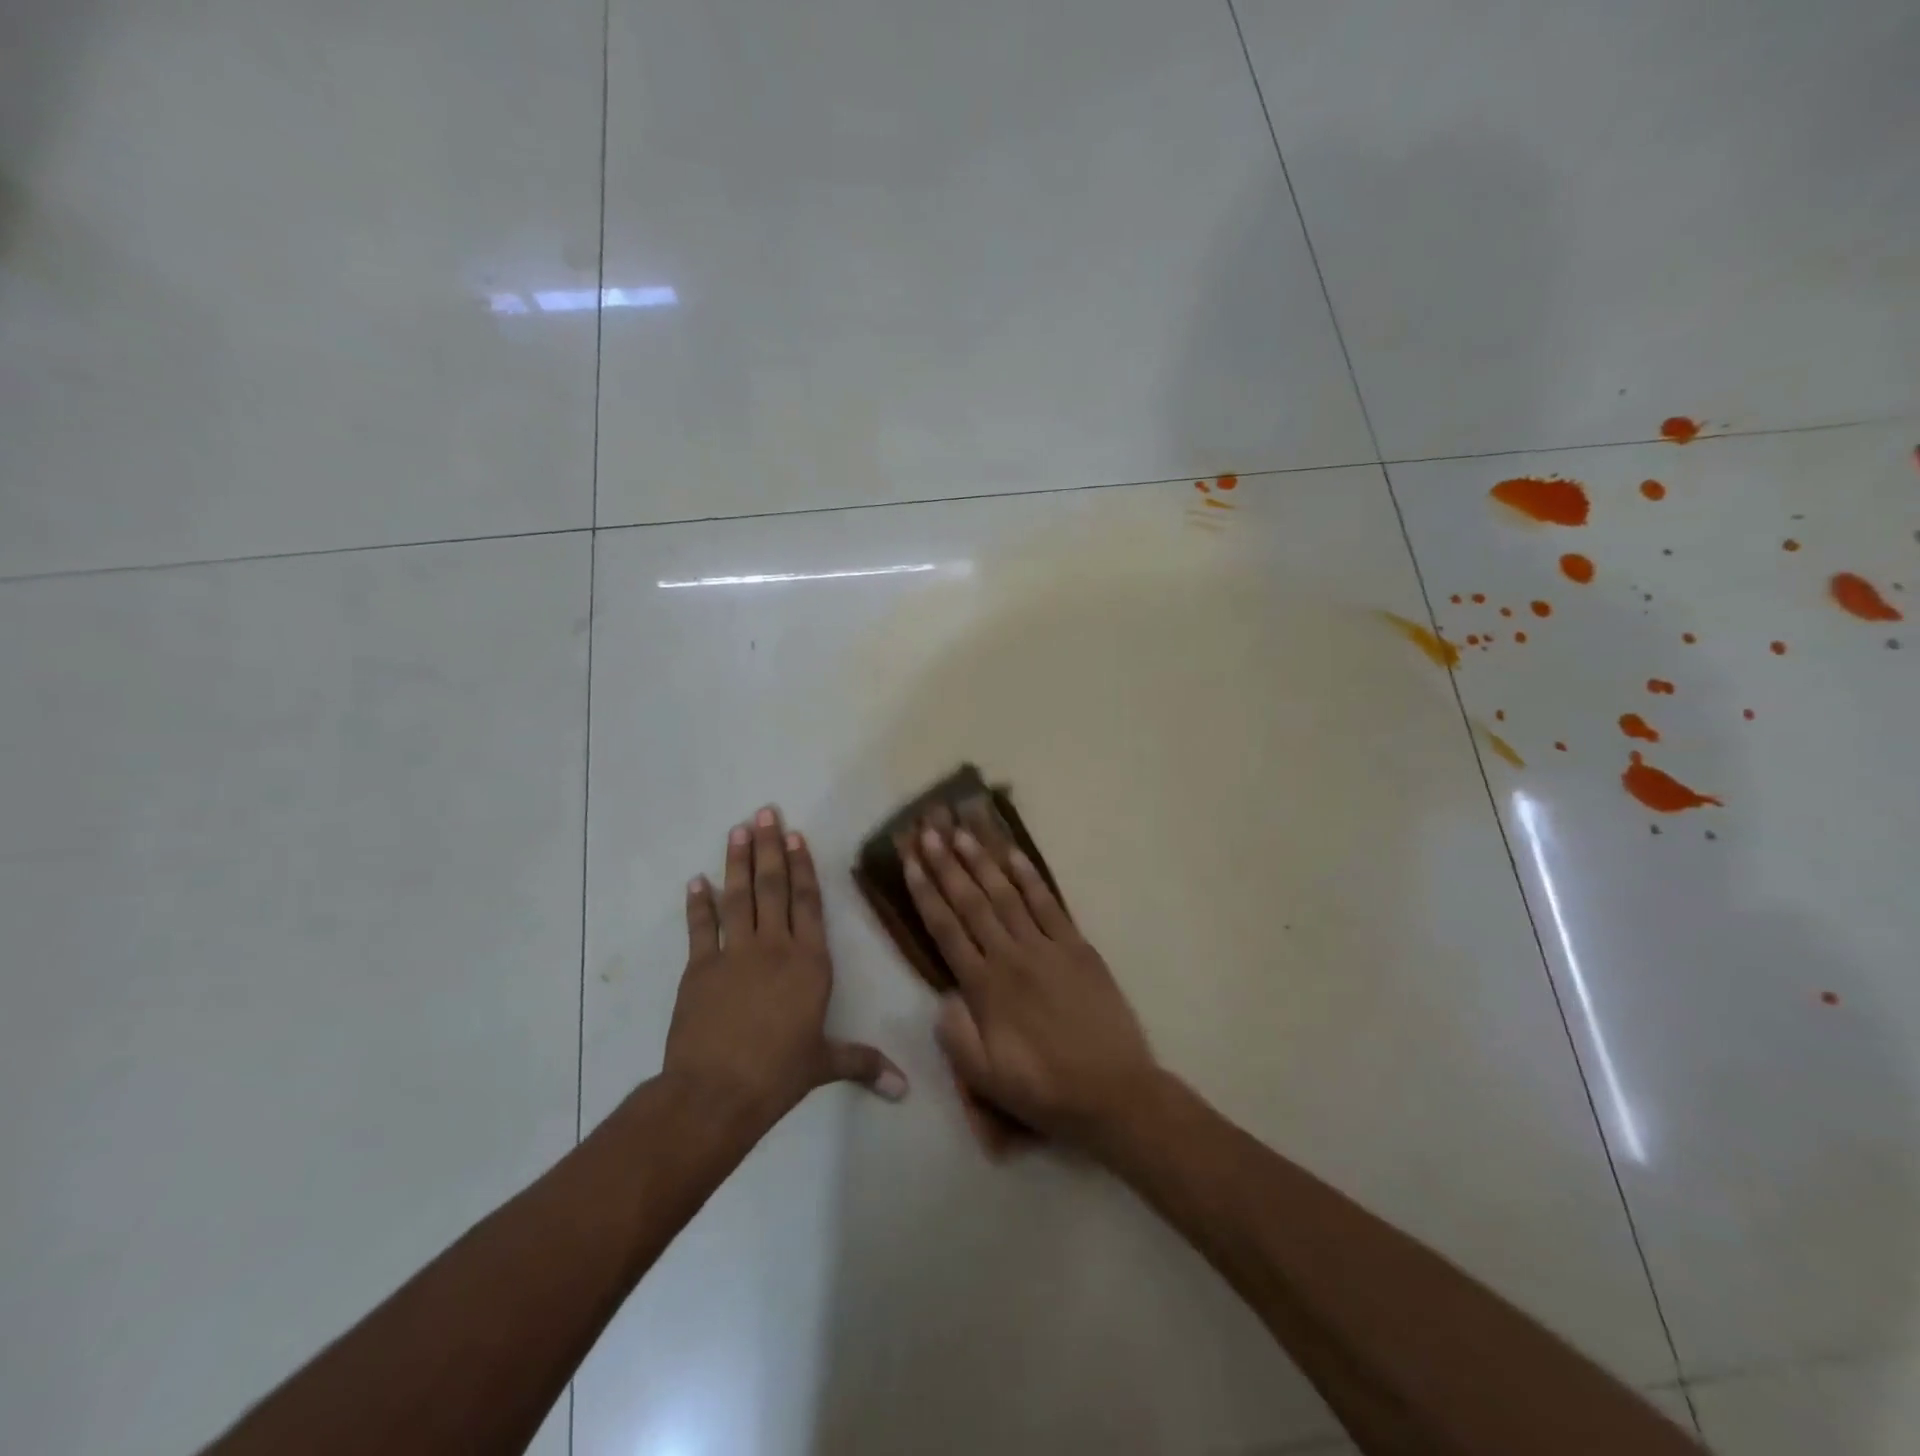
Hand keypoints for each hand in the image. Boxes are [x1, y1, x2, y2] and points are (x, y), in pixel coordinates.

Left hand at [664, 807, 907, 1128]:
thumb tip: (905, 1088)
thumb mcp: (824, 1065)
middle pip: (773, 887)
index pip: (808, 902)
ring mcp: (733, 953)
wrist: (716, 1092)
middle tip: (764, 812)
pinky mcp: (699, 968)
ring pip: (738, 897)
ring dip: (737, 861)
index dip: (804, 866)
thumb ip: (863, 1064)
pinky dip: (697, 903)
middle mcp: (774, 946)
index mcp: (809, 962)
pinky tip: (696, 880)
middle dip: (769, 848)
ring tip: (737, 830)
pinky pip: (700, 927)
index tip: (796, 835)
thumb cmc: (779, 1074)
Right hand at [902, 821, 1159, 1147]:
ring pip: (1006, 895)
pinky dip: (1030, 877)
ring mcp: (1046, 947)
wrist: (1113, 1092)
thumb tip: (941, 996)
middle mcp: (1010, 957)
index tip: (910, 862)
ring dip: (982, 862)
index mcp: (984, 987)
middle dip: (947, 865)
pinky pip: (1049, 904)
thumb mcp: (985, 1079)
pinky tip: (1014, 855)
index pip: (946, 929)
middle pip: (971, 902)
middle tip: (929, 831)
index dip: (925, 893)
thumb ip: (955, 1035)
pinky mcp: (1077, 947)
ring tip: (962, 833)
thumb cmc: (1044, 1088)